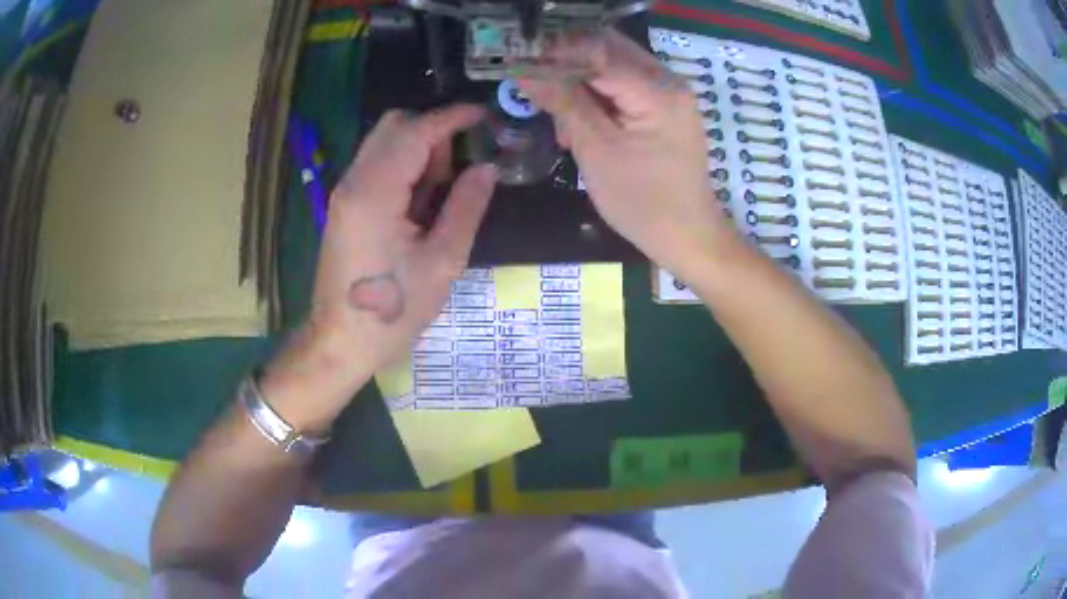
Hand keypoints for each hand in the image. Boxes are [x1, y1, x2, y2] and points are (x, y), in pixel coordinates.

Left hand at [262, 106, 496, 430]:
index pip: (417, 130)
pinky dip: (403, 168)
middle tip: (458, 170)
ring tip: (439, 197)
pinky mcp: (344, 206)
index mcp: (376, 192)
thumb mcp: (442, 262)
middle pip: (393, 125)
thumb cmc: (393, 310)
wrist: (340, 342)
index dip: (453, 117)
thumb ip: (466, 207)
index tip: (484, 116)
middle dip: (433, 132)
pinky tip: (418, 207)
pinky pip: (376, 166)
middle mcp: (354, 181)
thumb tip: (487, 168)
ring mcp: (344, 192)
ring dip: (418, 151)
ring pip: (384, 143)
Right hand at [520, 31, 732, 279]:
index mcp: (656, 90)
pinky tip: (584, 124)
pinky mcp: (667, 106)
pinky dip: (599, 96)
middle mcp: (668, 80)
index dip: (555, 53)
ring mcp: (670, 92)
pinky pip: (625, 85)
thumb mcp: (596, 150)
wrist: (688, 236)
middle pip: (608, 49)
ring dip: (581, 82)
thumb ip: (563, 102)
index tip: (521, 65)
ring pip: (614, 65)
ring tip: (562, 120)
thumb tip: (525, 71)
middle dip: (568, 63)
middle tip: (537, 88)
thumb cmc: (643, 202)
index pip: (597, 49)